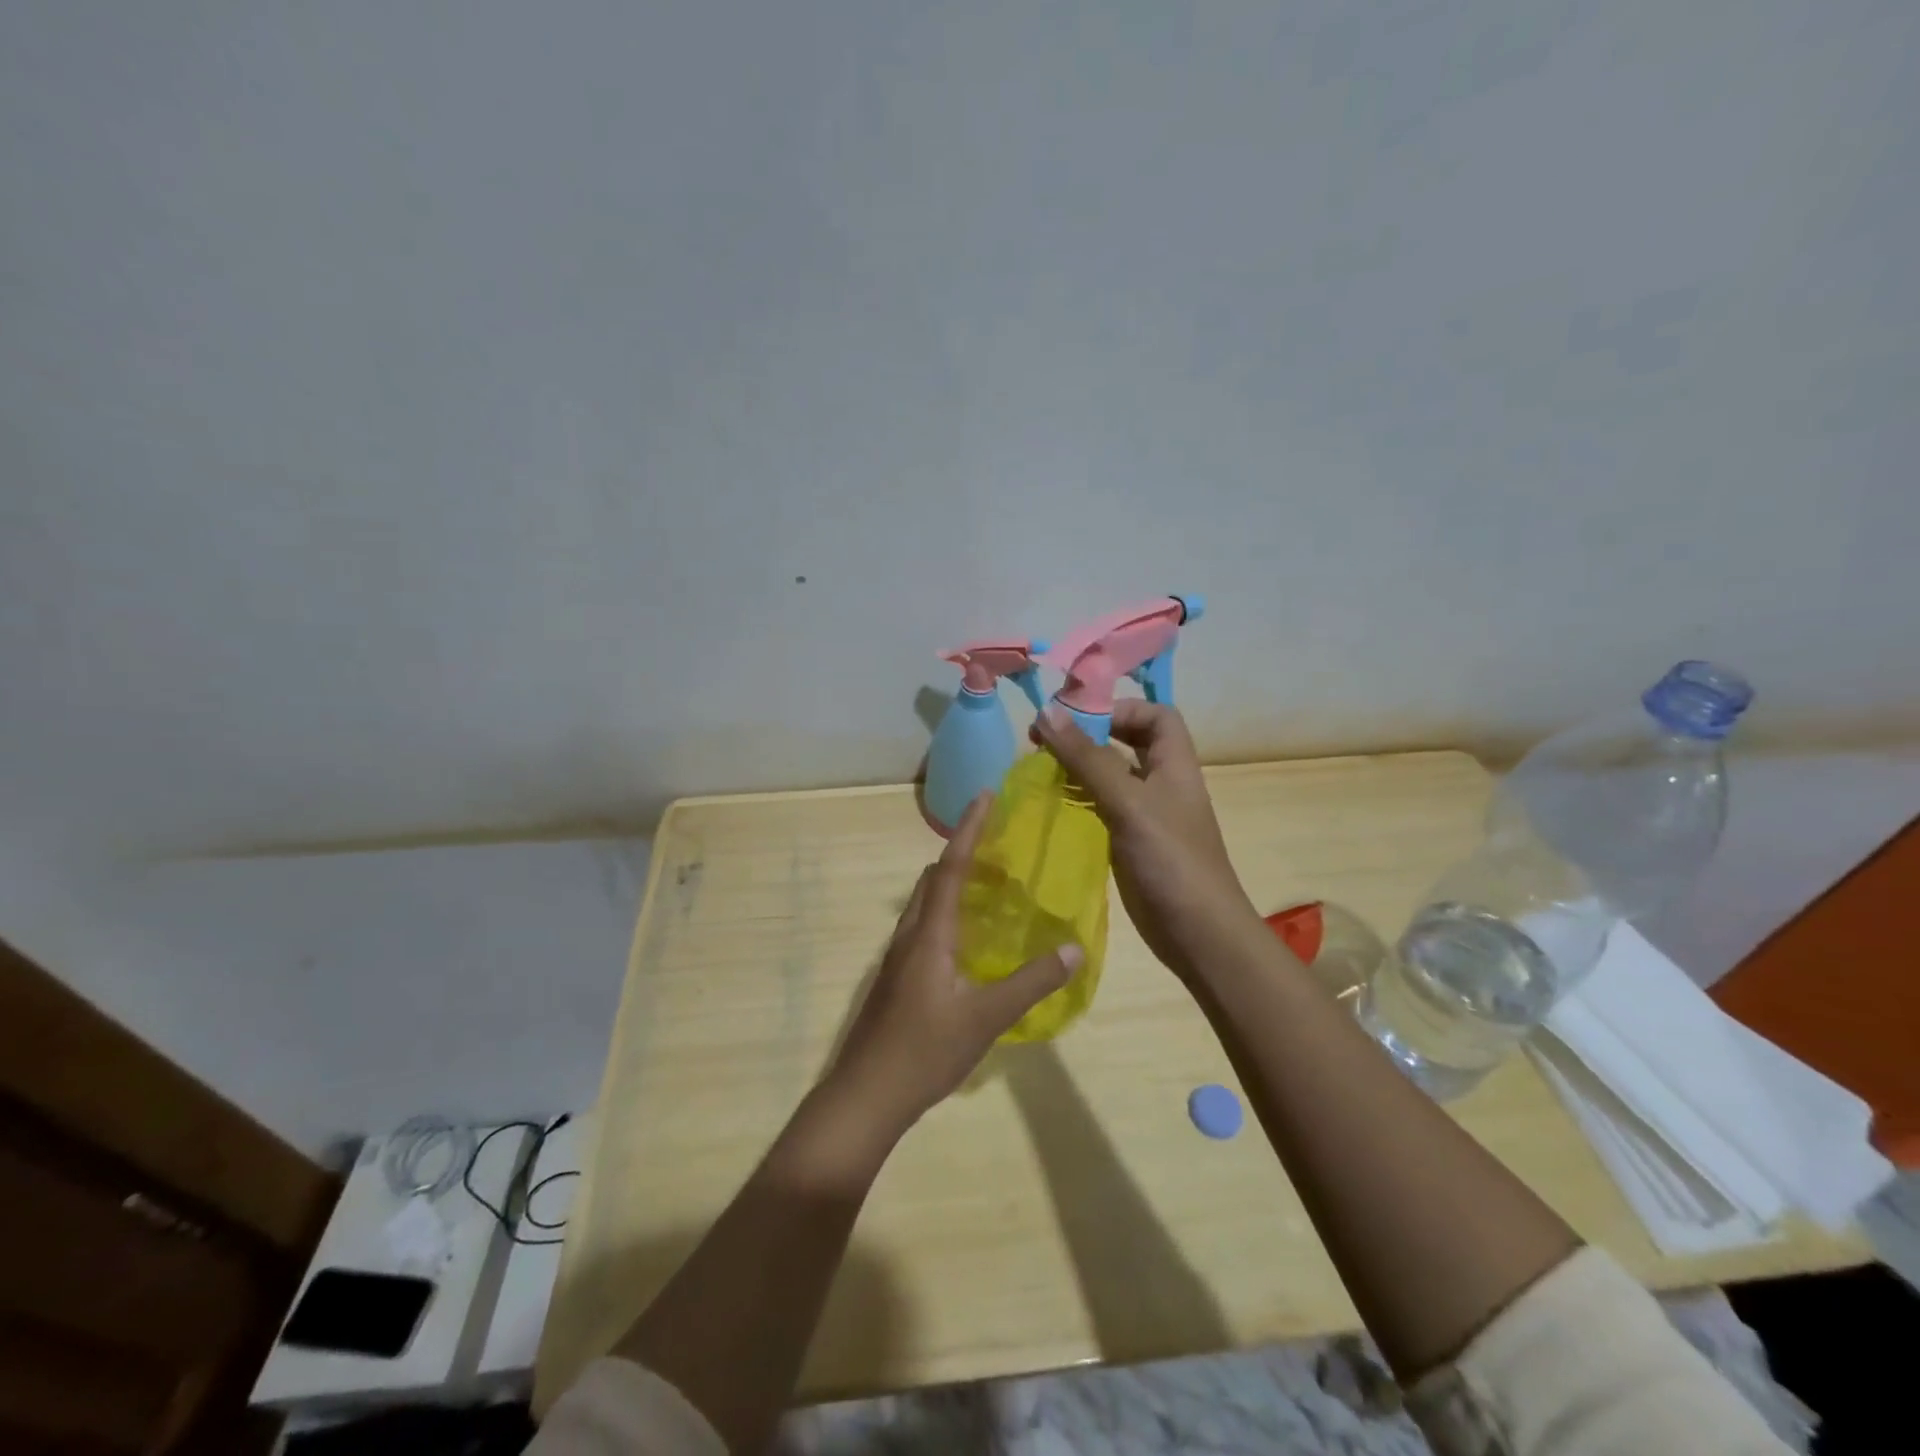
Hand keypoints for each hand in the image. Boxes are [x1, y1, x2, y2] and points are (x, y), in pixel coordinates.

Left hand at [827, 793, 1079, 1132]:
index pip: (949, 867)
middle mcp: (910, 935)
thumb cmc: (924, 1051)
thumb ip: (1031, 983)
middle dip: (963, 854)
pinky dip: (948, 914)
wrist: (865, 1096)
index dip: (968, 830)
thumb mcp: (986, 1018)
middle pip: (933, 879)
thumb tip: (1074, 949)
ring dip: (954, 885)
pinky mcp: (897, 979)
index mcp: (929, 934)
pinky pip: (924, 927)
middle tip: (1000, 849)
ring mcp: (898, 958)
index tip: (984, 796)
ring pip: (926, 904)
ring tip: (992, 890)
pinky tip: (971, 942)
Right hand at [1035, 701, 1264, 983]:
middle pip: (1128, 742)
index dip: (1120, 708)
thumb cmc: (1170, 860)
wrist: (1198, 934)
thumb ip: (1088, 758)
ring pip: (1111, 776)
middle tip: (1043, 741)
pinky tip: (1053, 805)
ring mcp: (1147, 815)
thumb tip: (1047, 711)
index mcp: (1174, 764)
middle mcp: (1162, 783)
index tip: (1075, 718)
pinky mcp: (1131, 842)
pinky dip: (1079, 799)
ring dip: (1078, 767)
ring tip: (1039, 770)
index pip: (1155, 714)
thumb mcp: (1128, 802)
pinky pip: (1102, 807)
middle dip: (1088, 735)